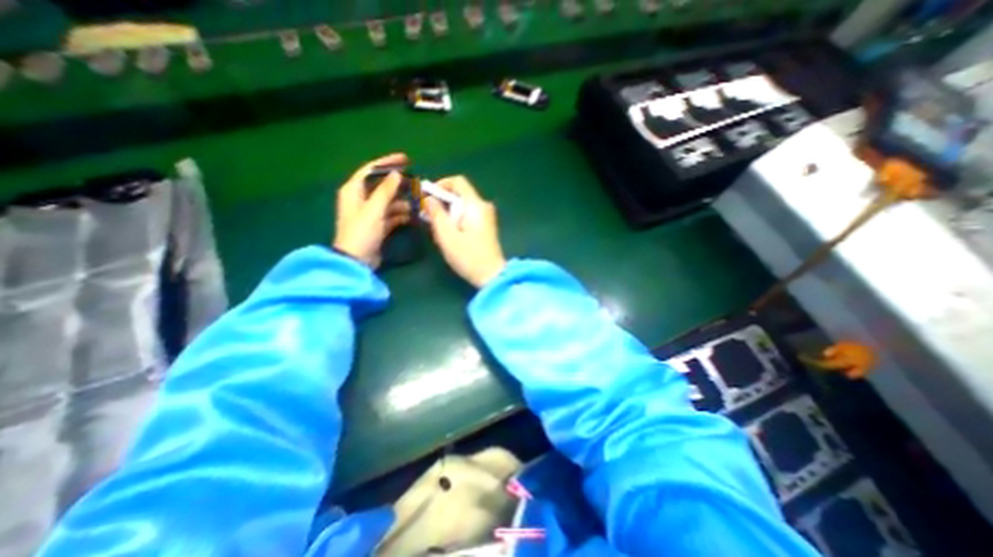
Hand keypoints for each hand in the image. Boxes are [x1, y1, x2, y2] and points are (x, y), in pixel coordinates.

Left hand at [333, 152, 410, 267]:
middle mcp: (360, 199)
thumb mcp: (374, 209)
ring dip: (401, 202)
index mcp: (353, 191)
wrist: (356, 260)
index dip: (387, 163)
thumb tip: (396, 174)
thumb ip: (385, 191)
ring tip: (416, 202)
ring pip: (388, 201)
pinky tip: (412, 216)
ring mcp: (370, 213)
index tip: (405, 159)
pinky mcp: (377, 225)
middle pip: (381, 186)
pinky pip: (391, 215)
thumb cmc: (362, 232)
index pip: (371, 170)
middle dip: (398, 185)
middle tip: (415, 183)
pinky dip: (400, 215)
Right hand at [424, 173, 505, 288]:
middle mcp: (484, 206)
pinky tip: (452, 235)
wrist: (492, 275)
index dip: (441, 184)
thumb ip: (437, 214)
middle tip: (430, 217)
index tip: (428, 196)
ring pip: (464, 206)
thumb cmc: (468, 257)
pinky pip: (469, 215)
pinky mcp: (487, 226)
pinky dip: (458, 219)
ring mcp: (487, 216)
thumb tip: (430, 199)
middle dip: (443, 202)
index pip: (458, 181)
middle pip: (460, 194)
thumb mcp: (447, 236)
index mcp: (476, 205)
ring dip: (449, 213)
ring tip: (439, 229)